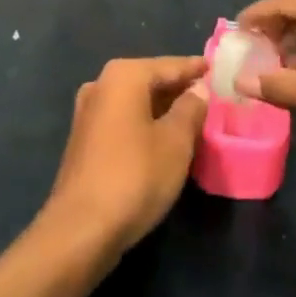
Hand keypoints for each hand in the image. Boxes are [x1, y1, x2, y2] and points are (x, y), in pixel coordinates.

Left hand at [42, 56, 208, 261]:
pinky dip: (144, 125)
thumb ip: (191, 108)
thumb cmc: (135, 176)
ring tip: (191, 119)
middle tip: (208, 96)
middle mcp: (101, 85)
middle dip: (178, 89)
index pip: (169, 65)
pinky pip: (123, 121)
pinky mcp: (84, 141)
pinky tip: (163, 140)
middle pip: (149, 81)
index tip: (215, 68)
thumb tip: (198, 88)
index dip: (194, 68)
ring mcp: (88, 113)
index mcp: (124, 76)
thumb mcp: (176, 141)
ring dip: (162, 110)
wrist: (80, 230)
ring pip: (135, 103)